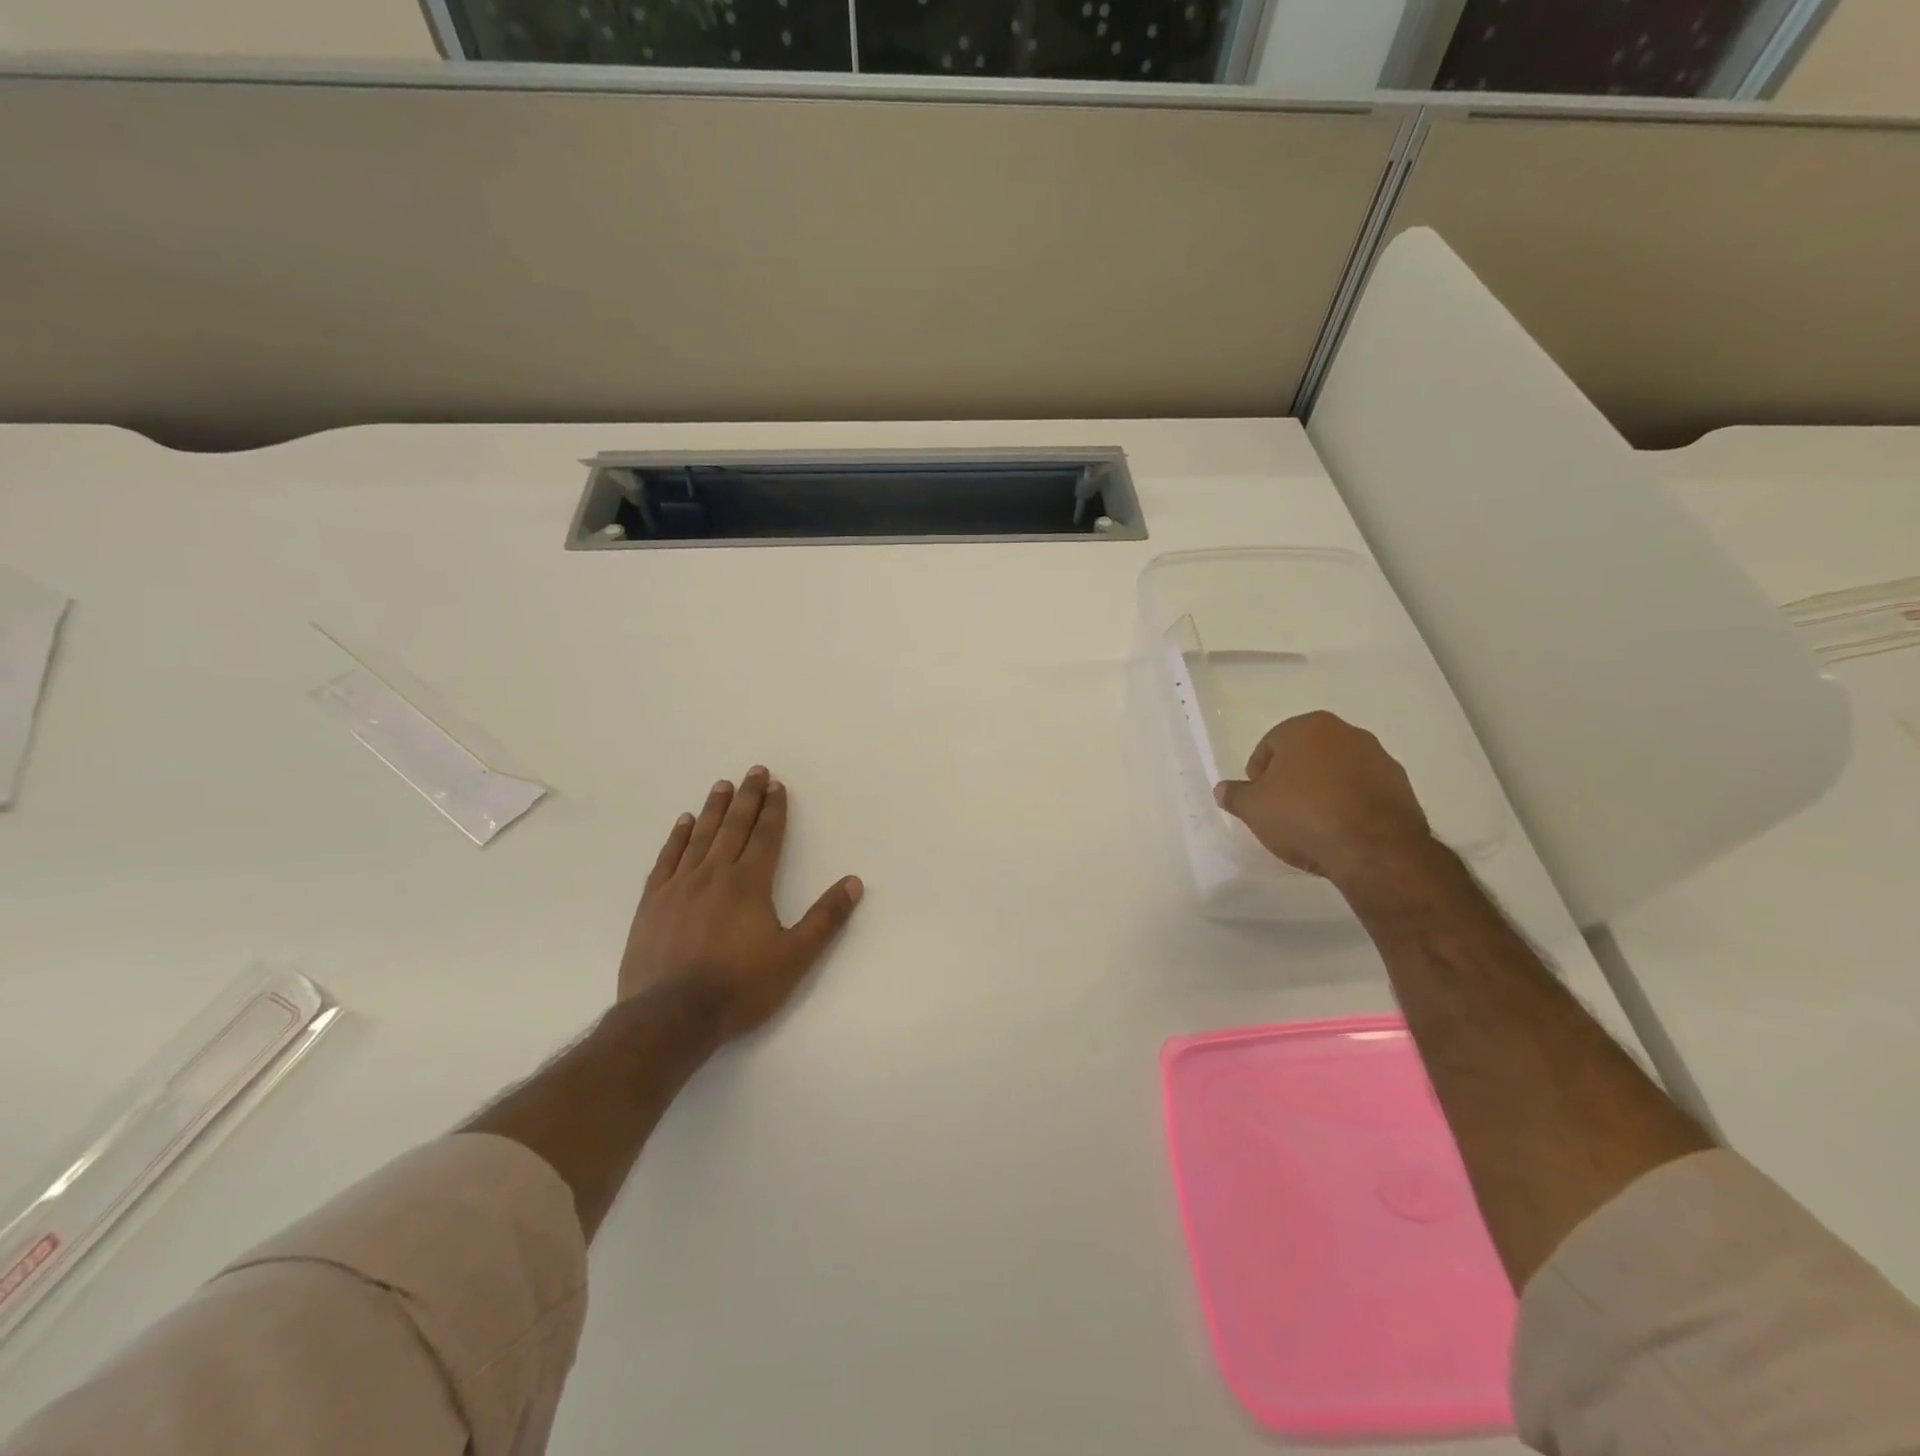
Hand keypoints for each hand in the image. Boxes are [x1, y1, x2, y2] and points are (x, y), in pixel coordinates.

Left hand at [620, 766, 862, 1041]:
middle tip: (754, 771)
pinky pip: (667, 859)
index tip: (777, 785)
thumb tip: (854, 882)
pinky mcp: (652, 903)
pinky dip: (677, 838)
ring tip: (722, 785)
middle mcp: (714, 874)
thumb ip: (825, 918)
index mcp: (750, 883)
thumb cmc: (739, 988)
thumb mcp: (794, 957)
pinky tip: (683, 823)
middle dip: (748, 798)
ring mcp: (679, 886)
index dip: (774, 809)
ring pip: (700, 836)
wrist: (670, 1017)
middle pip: (734, 827)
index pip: (766, 836)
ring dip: (714, 809)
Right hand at [1213, 712, 1432, 886]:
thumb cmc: (1304, 816)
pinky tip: (1341, 830)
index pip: (1270, 745)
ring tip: (1313, 824)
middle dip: (1292, 779)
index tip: (1259, 801)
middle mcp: (1346, 733)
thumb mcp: (1254, 809)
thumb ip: (1235, 795)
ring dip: (1323, 790)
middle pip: (1306, 755)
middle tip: (1282, 811)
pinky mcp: (1401, 785)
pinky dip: (1350, 804)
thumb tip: (1222, 789)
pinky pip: (1363, 790)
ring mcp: (1378, 757)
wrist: (1375, 848)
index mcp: (1307, 727)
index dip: (1258, 775)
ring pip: (1336, 771)